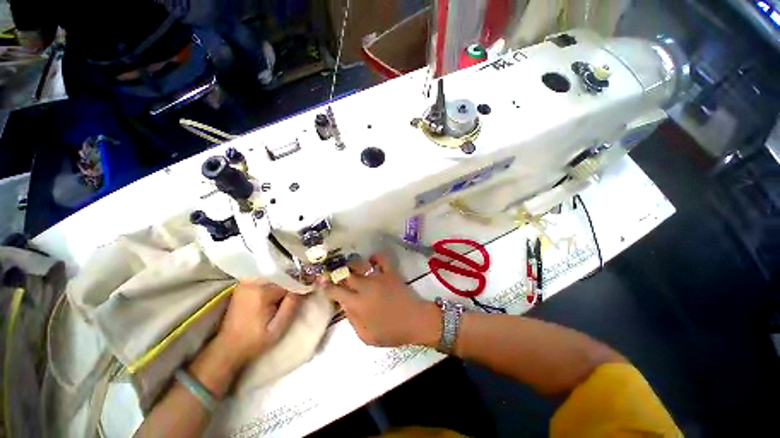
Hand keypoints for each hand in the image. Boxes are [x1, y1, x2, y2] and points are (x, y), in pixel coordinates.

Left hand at [214, 282, 302, 370]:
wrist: (228, 348)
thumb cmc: (255, 340)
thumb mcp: (278, 327)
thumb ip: (292, 304)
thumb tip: (305, 285)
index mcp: (261, 292)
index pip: (289, 280)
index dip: (300, 285)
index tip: (309, 289)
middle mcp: (252, 282)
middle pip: (282, 274)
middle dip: (293, 281)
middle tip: (300, 292)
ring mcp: (245, 282)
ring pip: (274, 274)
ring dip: (284, 280)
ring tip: (289, 292)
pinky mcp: (243, 285)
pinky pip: (265, 276)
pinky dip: (275, 280)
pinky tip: (278, 291)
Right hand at [316, 254, 439, 346]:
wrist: (415, 321)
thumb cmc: (390, 332)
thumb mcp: (366, 336)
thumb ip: (352, 320)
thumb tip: (344, 306)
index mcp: (356, 303)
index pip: (335, 291)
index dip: (326, 286)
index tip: (321, 281)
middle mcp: (364, 286)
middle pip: (345, 274)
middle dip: (337, 273)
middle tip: (334, 272)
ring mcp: (377, 277)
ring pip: (359, 264)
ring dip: (352, 264)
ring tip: (351, 267)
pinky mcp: (389, 272)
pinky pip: (380, 259)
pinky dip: (374, 257)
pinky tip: (371, 261)